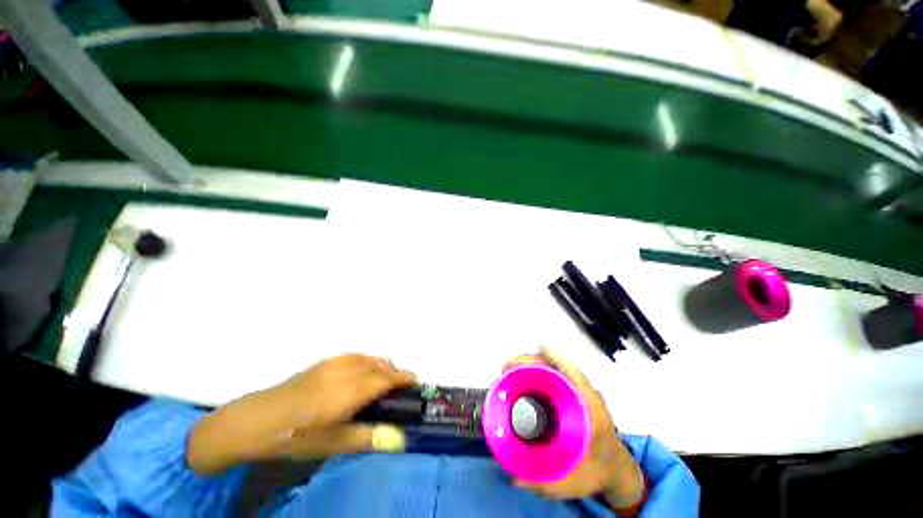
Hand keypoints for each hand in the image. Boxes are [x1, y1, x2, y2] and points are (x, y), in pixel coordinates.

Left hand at [188, 354, 415, 474]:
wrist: (254, 420)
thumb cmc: (294, 436)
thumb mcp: (331, 444)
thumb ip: (368, 437)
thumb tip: (400, 439)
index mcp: (349, 390)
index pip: (386, 378)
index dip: (403, 378)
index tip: (415, 383)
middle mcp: (346, 370)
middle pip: (381, 365)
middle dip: (395, 373)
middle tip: (400, 389)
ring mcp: (334, 362)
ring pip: (369, 357)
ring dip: (382, 366)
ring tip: (384, 382)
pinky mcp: (324, 361)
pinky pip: (356, 356)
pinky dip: (368, 362)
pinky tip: (362, 375)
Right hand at [503, 347, 644, 509]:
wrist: (618, 469)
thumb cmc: (599, 472)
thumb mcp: (575, 483)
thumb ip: (546, 484)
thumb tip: (514, 476)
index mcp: (591, 411)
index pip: (574, 374)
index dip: (553, 358)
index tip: (534, 350)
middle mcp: (586, 394)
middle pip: (559, 365)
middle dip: (532, 360)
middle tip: (507, 367)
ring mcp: (581, 391)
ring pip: (557, 367)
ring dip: (534, 363)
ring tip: (511, 369)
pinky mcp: (574, 393)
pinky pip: (556, 373)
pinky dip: (539, 369)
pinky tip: (524, 374)